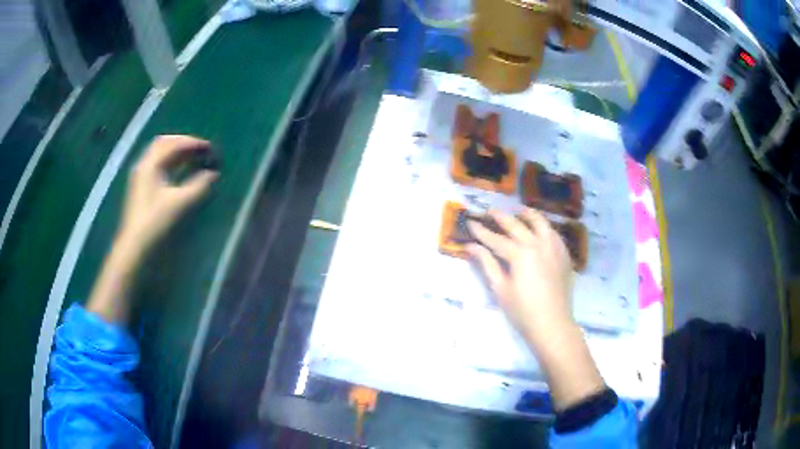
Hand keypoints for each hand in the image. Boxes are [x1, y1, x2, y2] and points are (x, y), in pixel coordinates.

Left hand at [88, 135, 217, 323]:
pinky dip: (171, 163)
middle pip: (164, 144)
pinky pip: (158, 166)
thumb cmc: (156, 223)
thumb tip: (213, 174)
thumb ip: (199, 186)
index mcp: (151, 164)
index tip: (209, 147)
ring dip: (177, 153)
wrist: (135, 247)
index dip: (193, 143)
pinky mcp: (142, 187)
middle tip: (200, 149)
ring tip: (193, 158)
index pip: (173, 144)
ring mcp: (141, 176)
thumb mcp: (180, 203)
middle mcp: (144, 165)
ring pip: (160, 155)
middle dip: (183, 143)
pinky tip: (180, 172)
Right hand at [466, 208, 573, 347]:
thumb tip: (471, 246)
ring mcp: (554, 247)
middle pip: (516, 225)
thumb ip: (487, 264)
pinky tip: (540, 229)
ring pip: (540, 222)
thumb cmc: (522, 310)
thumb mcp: (500, 288)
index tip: (470, 222)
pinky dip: (544, 227)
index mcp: (520, 254)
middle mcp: (538, 244)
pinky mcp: (563, 255)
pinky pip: (553, 233)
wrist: (552, 324)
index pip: (496, 238)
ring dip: (527, 214)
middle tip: (489, 211)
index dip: (481, 231)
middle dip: (500, 216)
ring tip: (519, 210)